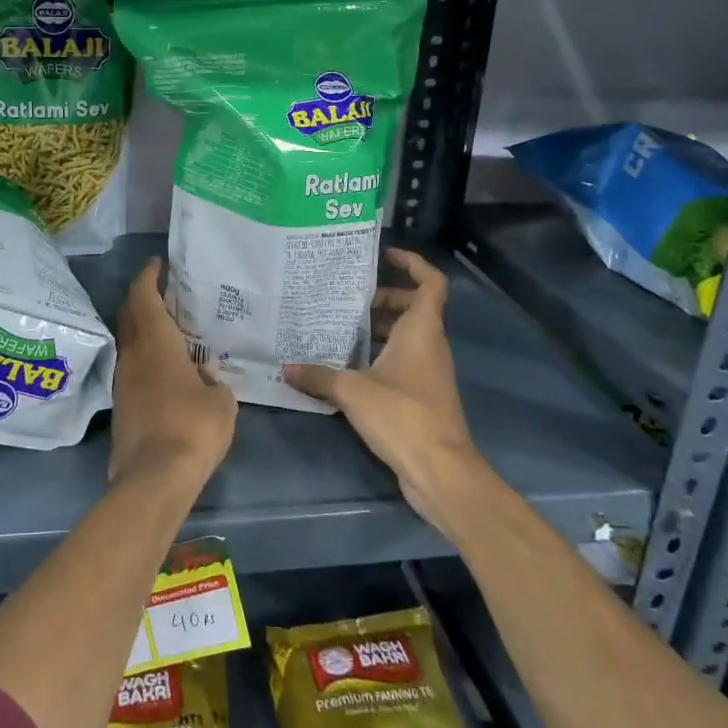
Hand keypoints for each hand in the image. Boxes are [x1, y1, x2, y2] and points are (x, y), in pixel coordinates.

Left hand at [109, 259, 236, 489]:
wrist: (154, 478)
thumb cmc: (193, 427)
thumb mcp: (221, 402)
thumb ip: (214, 382)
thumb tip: (205, 379)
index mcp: (156, 342)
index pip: (143, 296)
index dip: (148, 276)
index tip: (157, 264)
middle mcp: (133, 355)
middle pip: (128, 314)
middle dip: (141, 298)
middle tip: (162, 293)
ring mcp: (122, 382)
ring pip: (129, 343)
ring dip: (142, 330)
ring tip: (168, 331)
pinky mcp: (121, 407)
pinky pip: (132, 369)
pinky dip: (144, 359)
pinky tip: (164, 370)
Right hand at [283, 248, 490, 540]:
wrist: (440, 471)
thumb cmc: (402, 415)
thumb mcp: (353, 390)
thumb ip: (319, 376)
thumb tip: (286, 367)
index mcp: (422, 330)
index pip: (431, 283)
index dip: (414, 264)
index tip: (386, 255)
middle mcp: (430, 345)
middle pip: (414, 308)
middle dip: (383, 298)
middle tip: (347, 299)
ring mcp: (429, 373)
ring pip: (406, 337)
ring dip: (377, 330)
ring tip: (338, 328)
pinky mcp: (422, 397)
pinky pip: (402, 362)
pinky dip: (379, 356)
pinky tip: (347, 367)